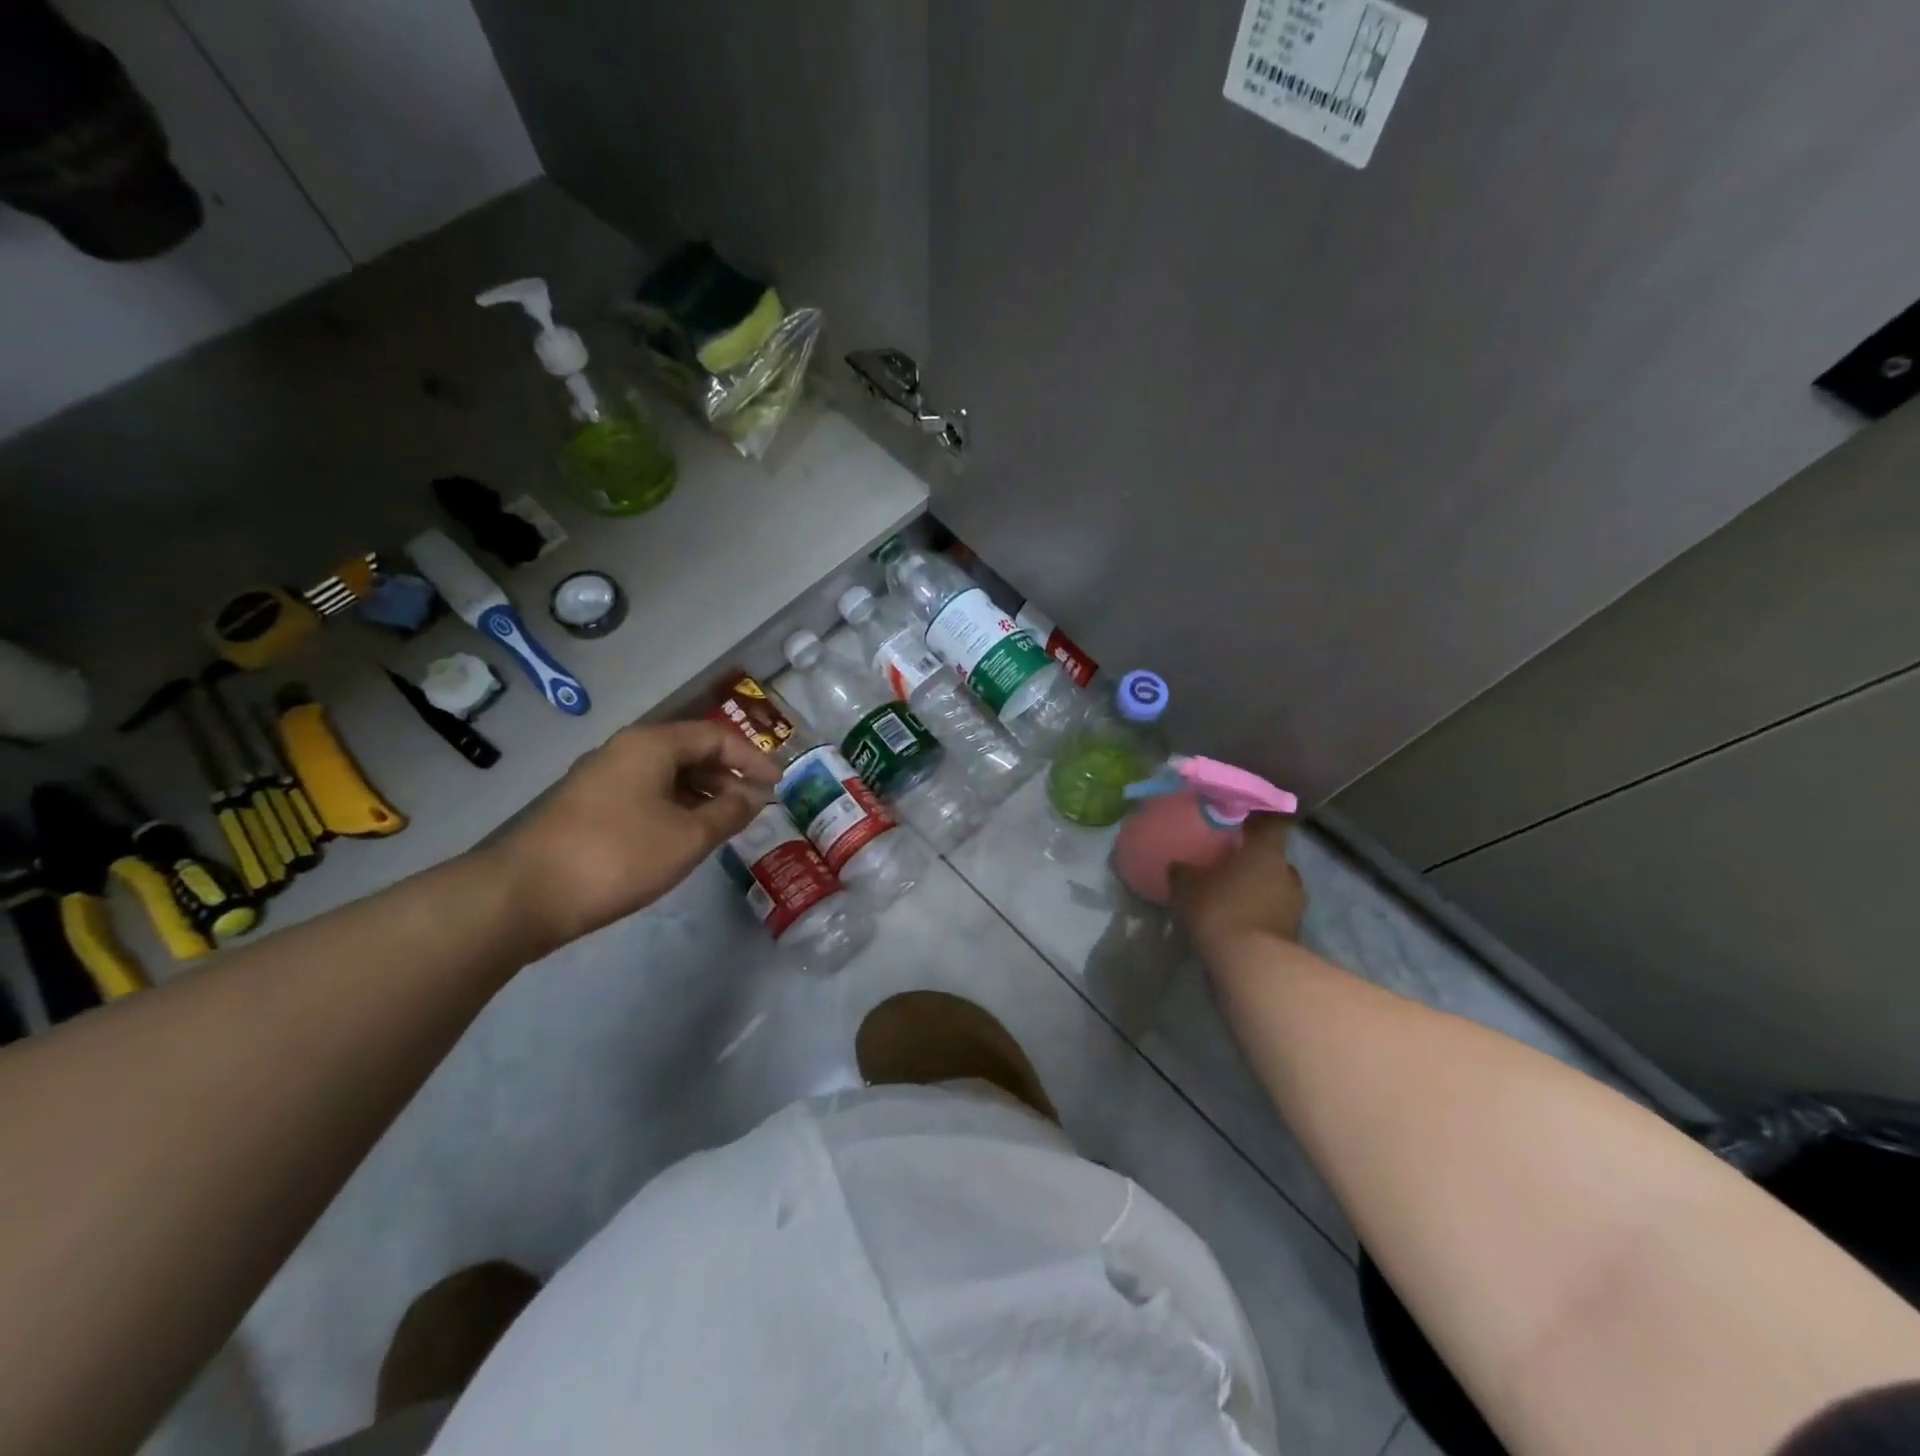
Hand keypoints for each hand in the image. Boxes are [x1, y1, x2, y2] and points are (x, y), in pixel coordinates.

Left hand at [490, 721, 779, 950]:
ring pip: (668, 775)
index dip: (753, 758)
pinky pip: (647, 794)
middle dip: (729, 775)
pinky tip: (687, 835)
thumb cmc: (618, 857)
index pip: (716, 737)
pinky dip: (677, 808)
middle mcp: (626, 751)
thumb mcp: (687, 837)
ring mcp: (603, 778)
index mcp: (651, 745)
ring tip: (728, 823)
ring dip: (704, 794)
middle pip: (691, 752)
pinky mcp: (590, 807)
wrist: (525, 895)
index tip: (779, 785)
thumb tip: (755, 796)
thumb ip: (729, 812)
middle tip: (756, 804)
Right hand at [1169, 814, 1306, 953]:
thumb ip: (1183, 872)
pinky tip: (1237, 924)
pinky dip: (1259, 917)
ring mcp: (1295, 907)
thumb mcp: (1187, 886)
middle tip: (1230, 866)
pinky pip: (1274, 916)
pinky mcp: (1294, 935)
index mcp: (1266, 852)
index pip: (1273, 823)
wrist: (1252, 966)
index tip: (1244, 821)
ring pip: (1275, 889)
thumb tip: (1178, 866)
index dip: (1260, 820)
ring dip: (1258, 892)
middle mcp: (1288, 874)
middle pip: (1274, 859)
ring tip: (1232, 899)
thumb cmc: (1220, 909)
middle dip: (1255, 862)